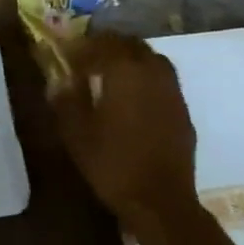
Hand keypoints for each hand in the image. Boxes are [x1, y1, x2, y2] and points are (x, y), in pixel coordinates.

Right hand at [48, 33, 204, 244]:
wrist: (160, 202)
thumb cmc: (113, 163)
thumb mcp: (76, 133)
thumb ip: (67, 100)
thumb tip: (60, 80)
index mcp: (125, 71)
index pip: (104, 42)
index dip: (83, 46)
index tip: (68, 55)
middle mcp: (152, 72)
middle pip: (132, 44)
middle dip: (109, 46)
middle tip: (89, 59)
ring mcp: (172, 91)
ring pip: (152, 59)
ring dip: (131, 59)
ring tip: (112, 75)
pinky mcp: (183, 111)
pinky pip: (163, 81)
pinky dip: (146, 79)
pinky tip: (134, 99)